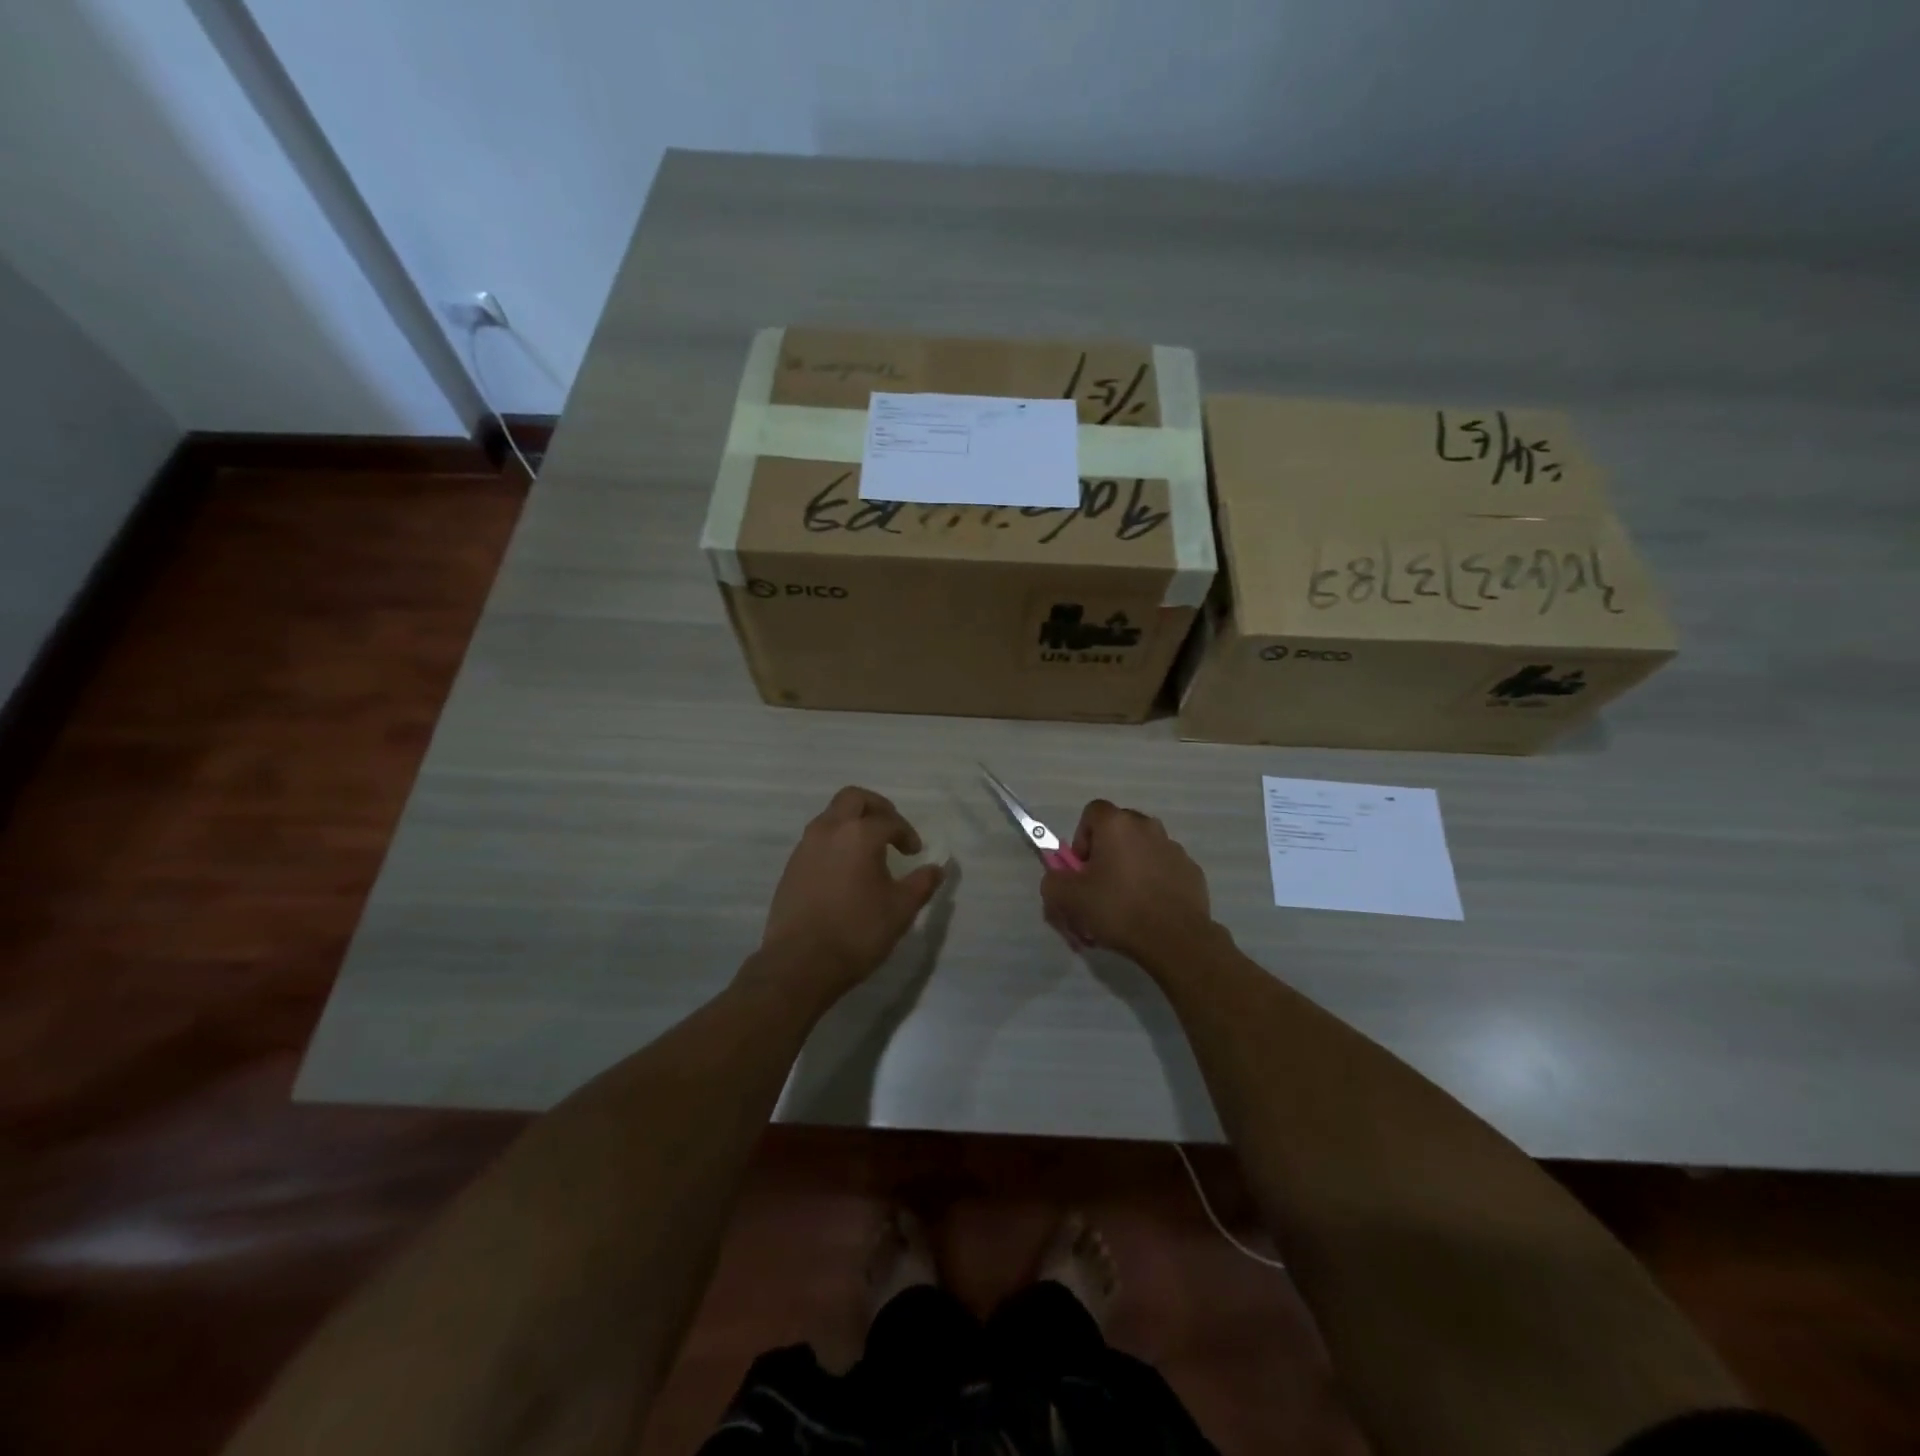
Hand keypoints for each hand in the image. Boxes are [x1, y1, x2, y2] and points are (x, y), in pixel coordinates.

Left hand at [754, 786, 943, 1001]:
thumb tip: (937, 869)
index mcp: (859, 834)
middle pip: (853, 798)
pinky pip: (817, 840)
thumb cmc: (857, 932)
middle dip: (876, 808)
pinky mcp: (791, 867)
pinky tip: (846, 871)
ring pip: (831, 817)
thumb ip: (921, 884)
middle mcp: (829, 830)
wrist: (799, 963)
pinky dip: (835, 842)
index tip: (915, 853)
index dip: (906, 833)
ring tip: (869, 851)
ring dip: (852, 824)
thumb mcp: (900, 909)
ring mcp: (805, 847)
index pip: (889, 820)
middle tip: (891, 829)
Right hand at [1041, 799, 1214, 966]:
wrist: (1175, 939)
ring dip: (1130, 868)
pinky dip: (1154, 882)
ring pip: (1142, 850)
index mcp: (1117, 824)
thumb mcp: (1067, 898)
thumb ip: (1053, 881)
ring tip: (1125, 904)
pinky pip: (1163, 869)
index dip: (1081, 838)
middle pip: (1117, 831)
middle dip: (1105, 854)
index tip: (1082, 869)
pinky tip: (1149, 910)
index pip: (1091, 813)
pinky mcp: (1192, 870)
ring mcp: (1174, 848)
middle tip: (1099, 887)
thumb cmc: (1117, 909)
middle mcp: (1147, 826)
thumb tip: (1059, 878)